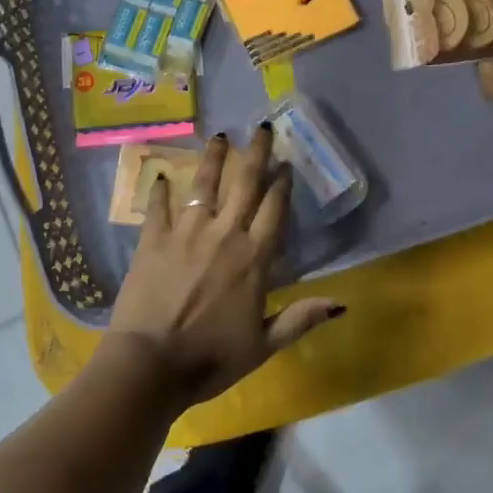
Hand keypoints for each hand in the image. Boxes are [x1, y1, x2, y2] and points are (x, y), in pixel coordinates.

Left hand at [109, 129, 342, 406]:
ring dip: (214, 158)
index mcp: (254, 258)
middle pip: (245, 184)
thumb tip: (341, 304)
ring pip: (205, 185)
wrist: (151, 364)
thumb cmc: (211, 358)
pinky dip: (161, 191)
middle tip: (262, 128)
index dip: (282, 184)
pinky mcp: (154, 239)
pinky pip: (159, 207)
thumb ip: (299, 319)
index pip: (275, 209)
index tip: (286, 163)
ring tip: (220, 136)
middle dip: (256, 154)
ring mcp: (186, 232)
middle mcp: (224, 234)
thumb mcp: (263, 345)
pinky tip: (163, 176)